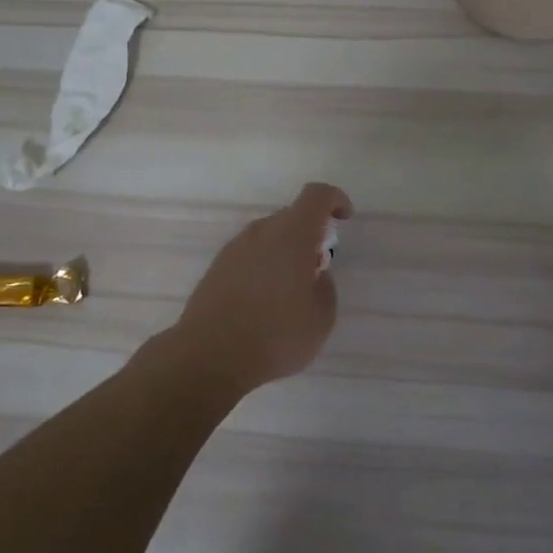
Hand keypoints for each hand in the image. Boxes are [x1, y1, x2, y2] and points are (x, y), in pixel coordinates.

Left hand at [163, 182, 353, 397]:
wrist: (208, 357)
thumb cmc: (275, 336)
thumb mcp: (321, 318)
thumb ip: (325, 287)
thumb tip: (313, 275)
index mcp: (291, 235)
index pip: (316, 196)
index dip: (335, 200)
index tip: (344, 219)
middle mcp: (260, 233)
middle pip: (291, 217)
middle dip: (310, 235)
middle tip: (317, 270)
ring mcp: (233, 249)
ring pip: (268, 237)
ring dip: (285, 253)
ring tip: (289, 293)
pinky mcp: (216, 268)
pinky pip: (249, 256)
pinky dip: (263, 268)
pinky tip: (263, 304)